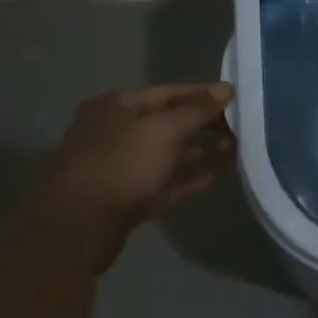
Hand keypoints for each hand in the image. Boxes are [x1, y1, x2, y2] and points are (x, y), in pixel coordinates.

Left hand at [30, 83, 234, 269]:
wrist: (77, 229)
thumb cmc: (120, 165)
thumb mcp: (164, 130)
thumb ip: (198, 109)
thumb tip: (227, 88)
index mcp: (115, 107)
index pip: (167, 92)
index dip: (202, 93)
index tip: (235, 97)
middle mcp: (114, 132)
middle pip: (167, 123)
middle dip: (203, 125)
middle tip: (240, 126)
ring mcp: (118, 167)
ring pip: (166, 154)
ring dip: (199, 151)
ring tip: (235, 150)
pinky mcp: (124, 199)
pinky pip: (162, 182)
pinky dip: (186, 178)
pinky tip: (214, 176)